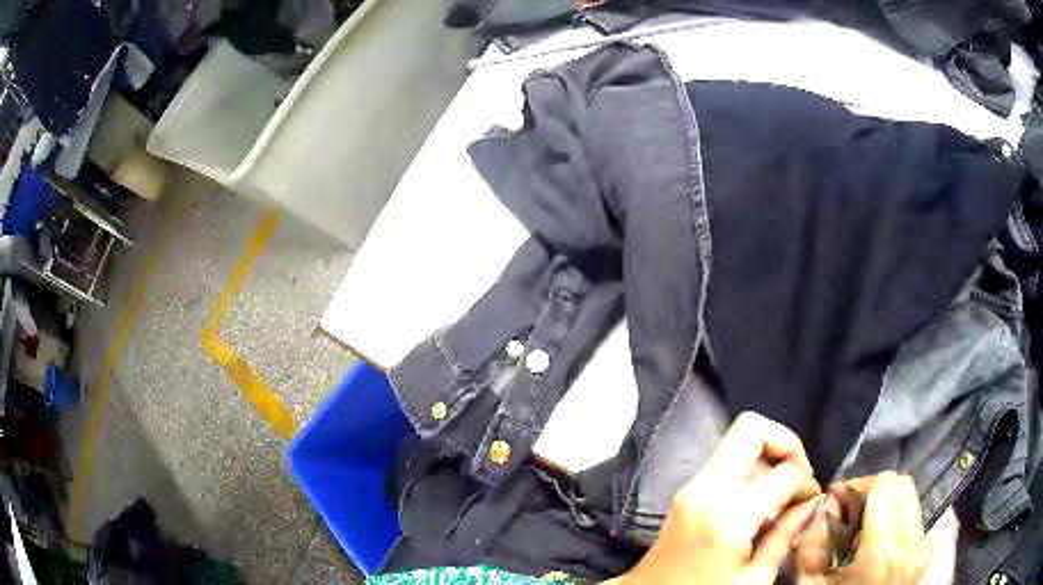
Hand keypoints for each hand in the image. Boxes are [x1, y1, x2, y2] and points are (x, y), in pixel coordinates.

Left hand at [612, 412, 821, 584]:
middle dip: (787, 444)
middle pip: (751, 427)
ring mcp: (689, 487)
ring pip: (737, 442)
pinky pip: (725, 463)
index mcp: (727, 514)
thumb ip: (786, 535)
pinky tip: (759, 503)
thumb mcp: (753, 579)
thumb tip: (811, 503)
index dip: (808, 483)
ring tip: (781, 496)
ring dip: (768, 458)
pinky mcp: (684, 493)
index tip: (812, 502)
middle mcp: (705, 488)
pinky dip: (749, 470)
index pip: (785, 472)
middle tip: (800, 478)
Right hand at [796, 472, 930, 584]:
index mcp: (883, 552)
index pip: (884, 484)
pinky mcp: (926, 551)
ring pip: (910, 497)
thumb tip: (822, 508)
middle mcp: (911, 542)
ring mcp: (923, 546)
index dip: (857, 484)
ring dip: (884, 502)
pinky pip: (914, 516)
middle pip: (901, 484)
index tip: (836, 500)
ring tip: (861, 528)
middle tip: (848, 511)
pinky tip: (876, 542)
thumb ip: (810, 544)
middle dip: (872, 489)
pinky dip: (894, 517)